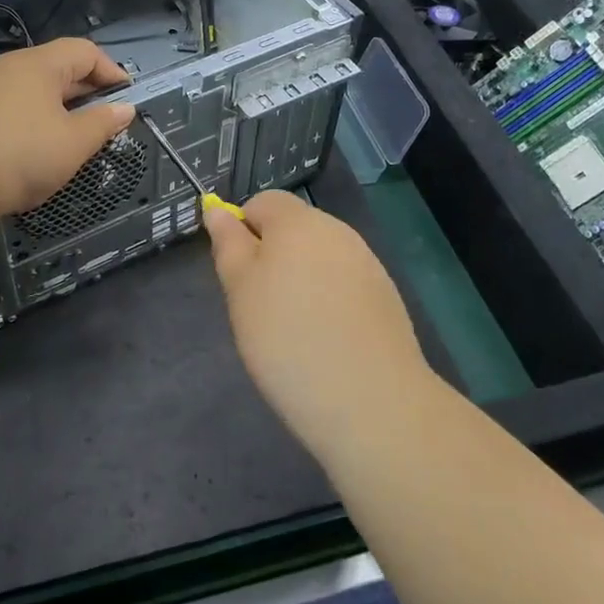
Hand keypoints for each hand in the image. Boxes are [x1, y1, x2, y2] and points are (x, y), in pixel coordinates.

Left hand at [0, 38, 135, 219]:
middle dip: (81, 90)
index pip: (83, 51)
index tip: (125, 96)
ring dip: (47, 105)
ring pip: (22, 88)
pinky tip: (17, 145)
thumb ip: (102, 124)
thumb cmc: (19, 156)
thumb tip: (125, 108)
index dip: (110, 70)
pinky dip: (17, 118)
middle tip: (99, 117)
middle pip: (52, 68)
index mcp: (38, 65)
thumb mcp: (72, 144)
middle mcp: (4, 66)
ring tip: (60, 133)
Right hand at [203, 191, 433, 457]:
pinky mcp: (386, 297)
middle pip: (293, 228)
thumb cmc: (288, 338)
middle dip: (272, 257)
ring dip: (301, 280)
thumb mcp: (240, 290)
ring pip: (319, 258)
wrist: (371, 401)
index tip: (237, 277)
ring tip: (294, 330)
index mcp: (298, 221)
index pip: (262, 202)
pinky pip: (344, 285)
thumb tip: (217, 210)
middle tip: (260, 307)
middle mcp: (337, 231)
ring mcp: (367, 263)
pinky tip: (327, 341)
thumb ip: (228, 244)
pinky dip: (329, 302)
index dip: (242, 231)